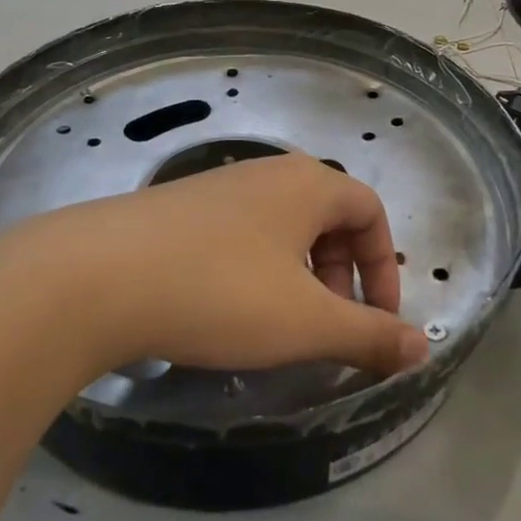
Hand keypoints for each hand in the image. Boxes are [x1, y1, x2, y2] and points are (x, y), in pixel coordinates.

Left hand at [0, 153, 429, 380]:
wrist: (98, 276)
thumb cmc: (221, 292)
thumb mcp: (307, 323)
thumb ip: (370, 335)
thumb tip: (423, 348)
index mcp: (307, 183)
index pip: (370, 211)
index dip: (384, 267)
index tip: (375, 322)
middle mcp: (266, 172)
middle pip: (327, 217)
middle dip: (341, 275)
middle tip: (327, 327)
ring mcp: (217, 186)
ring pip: (281, 227)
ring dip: (297, 275)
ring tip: (279, 325)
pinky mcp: (179, 208)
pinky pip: (240, 234)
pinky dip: (255, 270)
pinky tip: (226, 310)